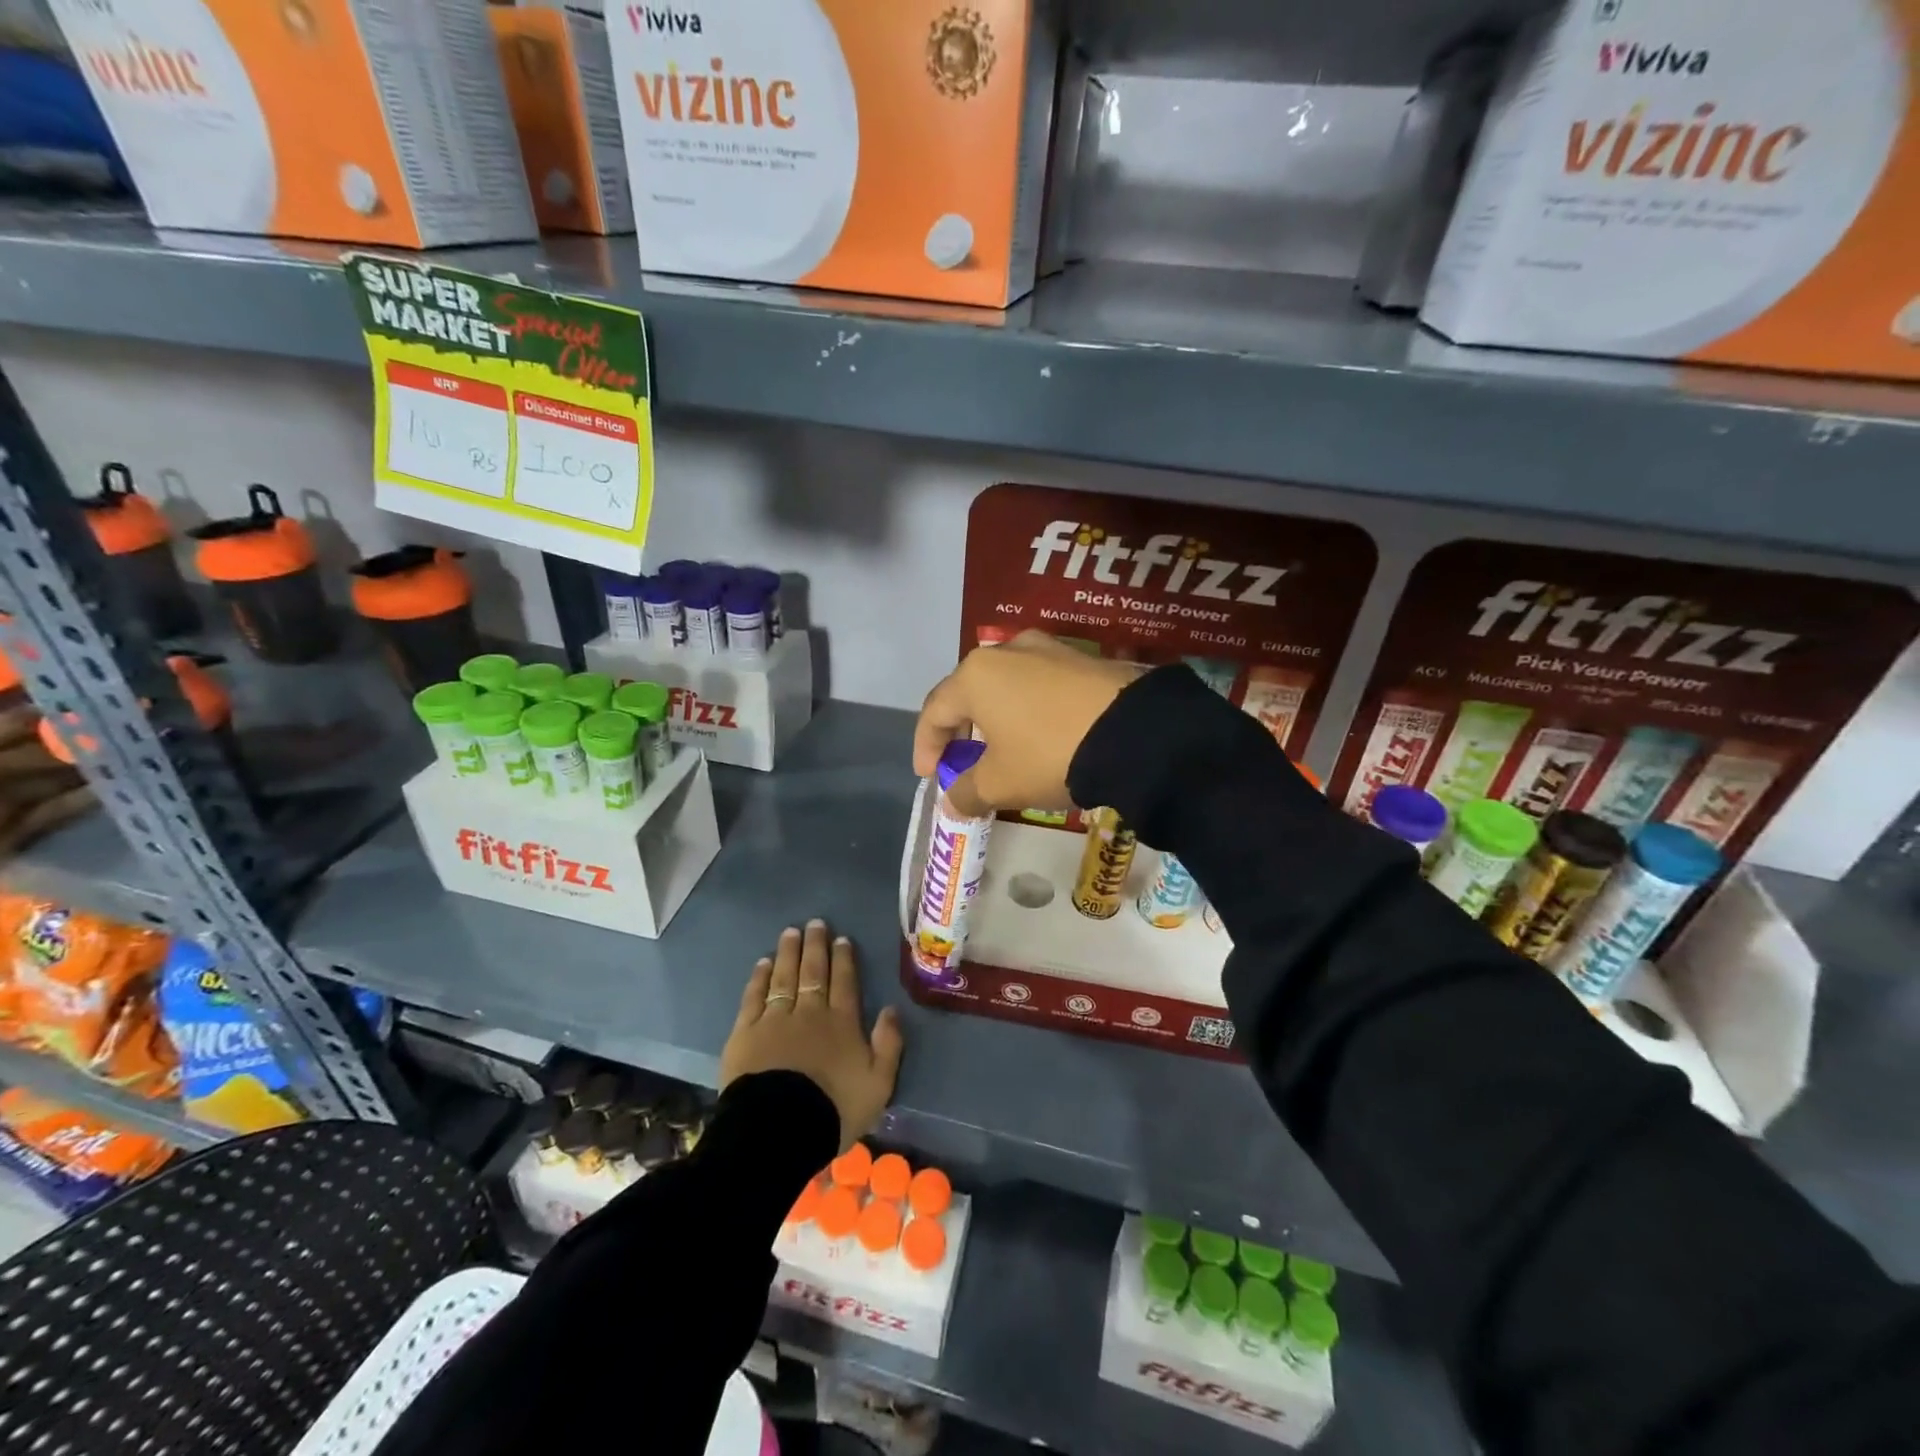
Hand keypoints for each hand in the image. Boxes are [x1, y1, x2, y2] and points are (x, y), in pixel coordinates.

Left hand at [721, 920, 903, 1151]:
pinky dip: (759, 978)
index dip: (843, 959)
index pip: (844, 982)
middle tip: (815, 923)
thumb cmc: (834, 1109)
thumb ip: (889, 1044)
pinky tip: (763, 963)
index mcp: (842, 1023)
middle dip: (815, 946)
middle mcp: (810, 1013)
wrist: (779, 1130)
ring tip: (790, 932)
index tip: (841, 938)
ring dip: (788, 953)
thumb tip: (891, 1009)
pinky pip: (754, 997)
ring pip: (784, 977)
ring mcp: (775, 1020)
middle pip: (813, 972)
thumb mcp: (878, 1084)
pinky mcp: (746, 1033)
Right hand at [913, 629, 1143, 817]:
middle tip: (963, 760)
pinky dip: (1028, 708)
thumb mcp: (1002, 783)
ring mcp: (1048, 649)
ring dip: (995, 717)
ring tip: (1003, 748)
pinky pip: (1039, 684)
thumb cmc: (1050, 754)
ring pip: (1006, 685)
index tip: (930, 775)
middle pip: (969, 691)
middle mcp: (1007, 651)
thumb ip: (966, 792)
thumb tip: (950, 801)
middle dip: (961, 729)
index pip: (935, 710)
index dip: (926, 746)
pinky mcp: (1082, 658)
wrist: (1136, 733)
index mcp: (976, 675)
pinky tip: (1041, 733)